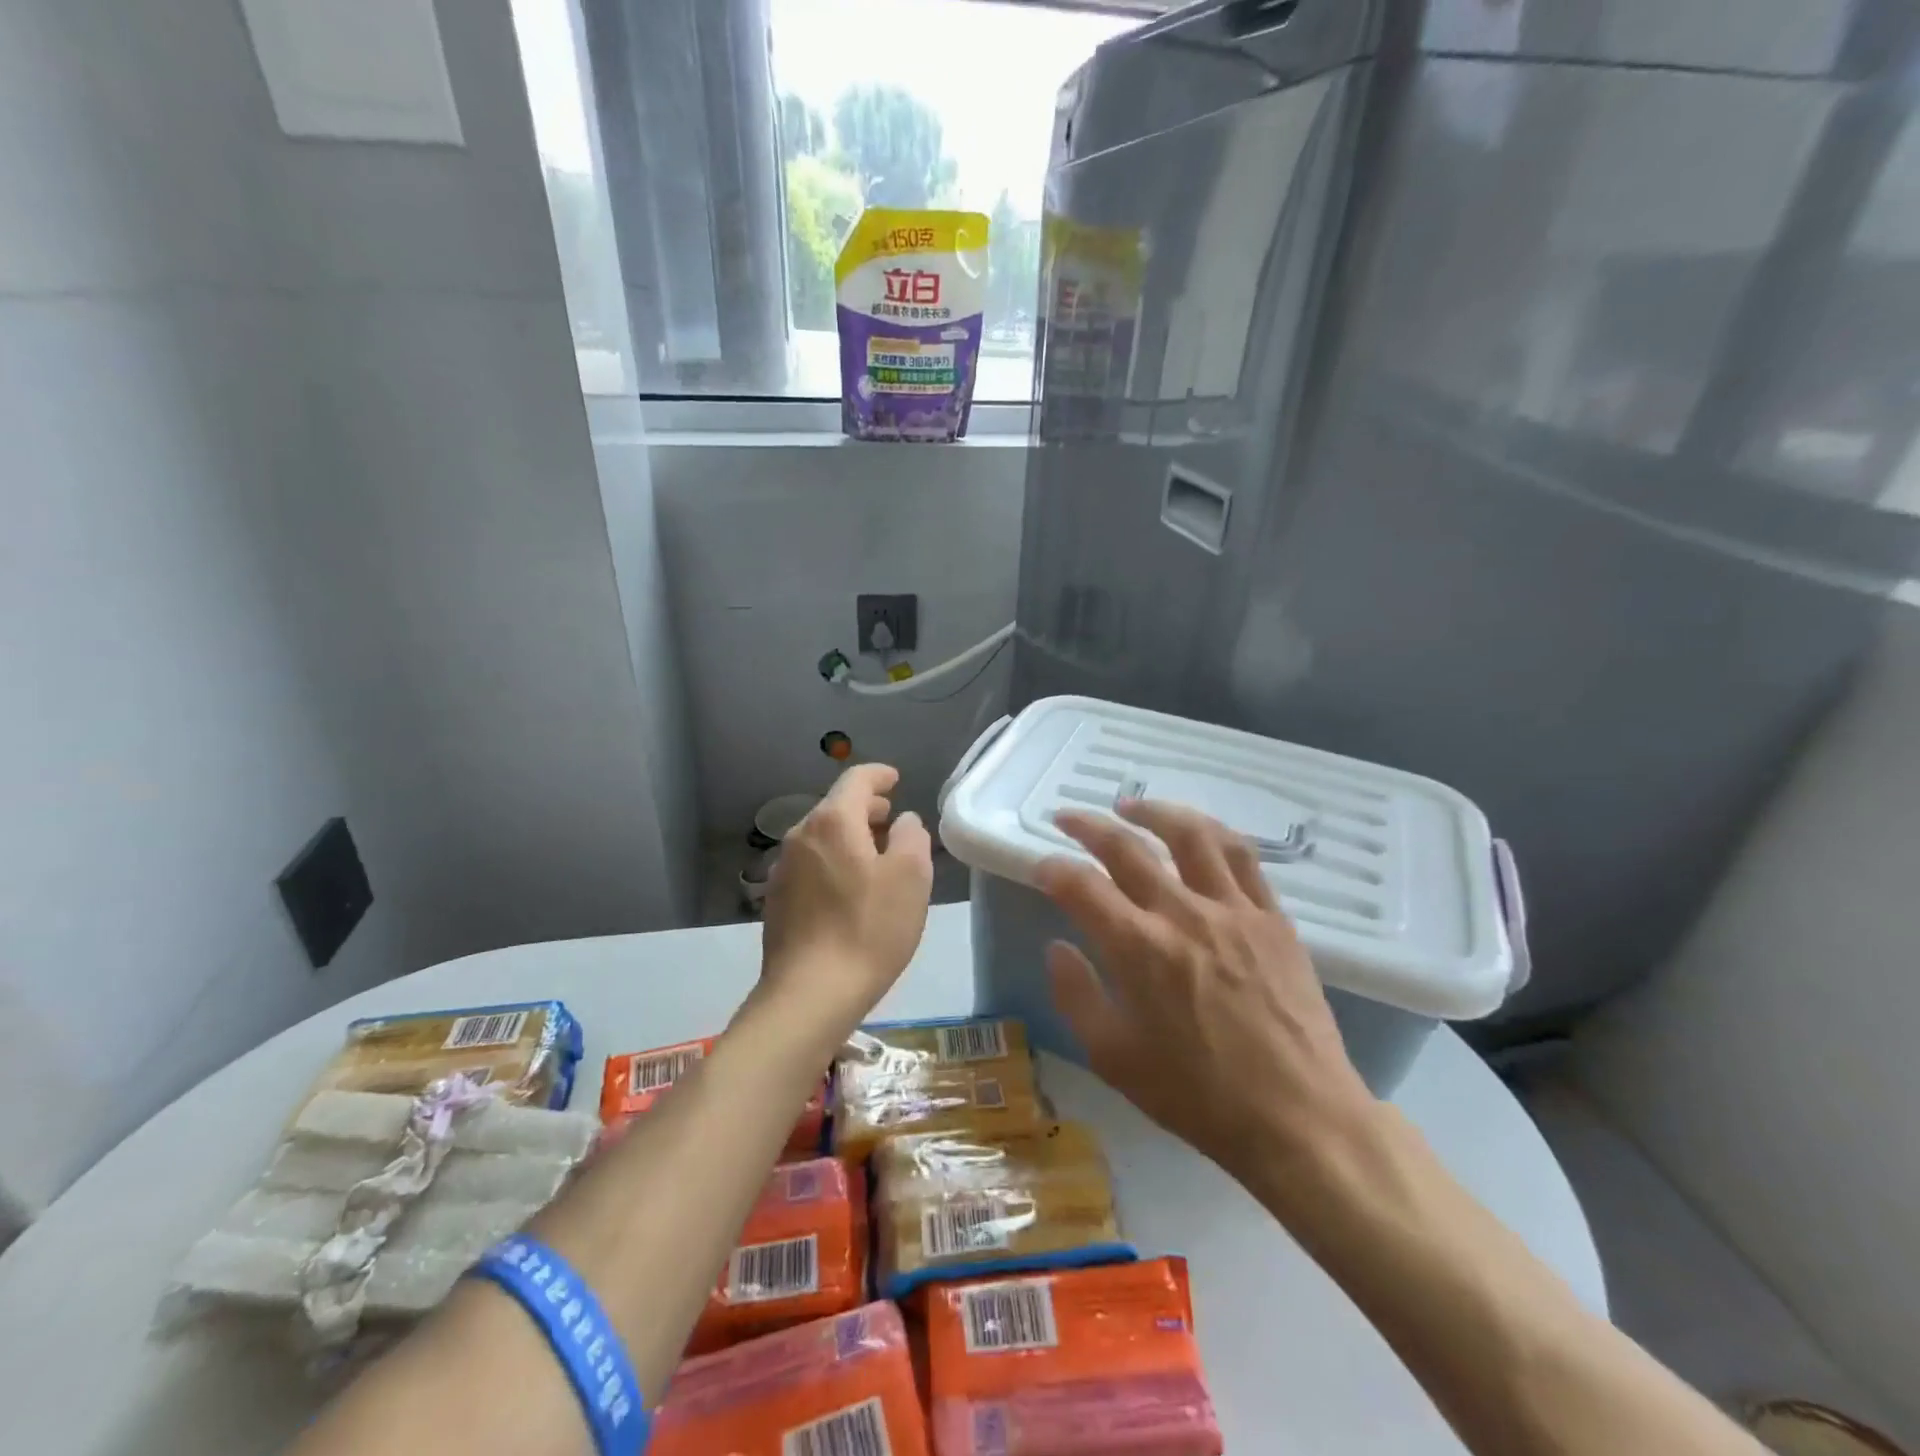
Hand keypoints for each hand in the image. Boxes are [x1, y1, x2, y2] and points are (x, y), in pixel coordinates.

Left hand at [759, 763, 933, 1040]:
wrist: (810, 994)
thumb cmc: (868, 929)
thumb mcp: (911, 878)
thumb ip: (911, 837)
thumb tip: (903, 821)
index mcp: (833, 822)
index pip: (856, 779)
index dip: (879, 775)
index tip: (896, 779)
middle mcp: (800, 836)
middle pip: (836, 808)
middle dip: (866, 808)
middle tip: (892, 821)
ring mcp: (783, 869)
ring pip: (822, 838)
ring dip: (849, 838)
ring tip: (875, 857)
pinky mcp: (777, 900)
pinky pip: (811, 865)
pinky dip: (833, 863)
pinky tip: (848, 891)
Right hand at [1036, 801, 1376, 1186]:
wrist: (1299, 1118)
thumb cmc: (1199, 1097)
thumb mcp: (1115, 1059)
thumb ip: (1077, 996)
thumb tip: (1058, 946)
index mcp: (1139, 950)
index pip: (1081, 886)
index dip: (1052, 868)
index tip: (1040, 867)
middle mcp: (1184, 914)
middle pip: (1127, 848)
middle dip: (1088, 826)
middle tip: (1066, 817)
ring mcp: (1235, 910)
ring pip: (1191, 835)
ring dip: (1154, 812)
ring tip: (1130, 807)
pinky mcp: (1273, 918)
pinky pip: (1242, 857)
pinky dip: (1212, 833)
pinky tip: (1197, 833)